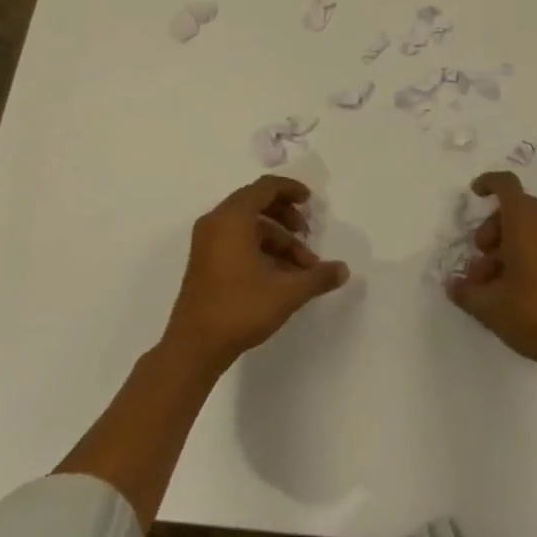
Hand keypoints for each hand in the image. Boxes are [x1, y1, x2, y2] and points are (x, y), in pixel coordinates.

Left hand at [163, 175, 350, 370]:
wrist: (193, 348)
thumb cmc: (239, 309)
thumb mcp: (285, 293)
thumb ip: (317, 277)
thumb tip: (344, 270)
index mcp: (232, 218)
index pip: (265, 187)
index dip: (290, 189)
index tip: (310, 201)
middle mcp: (216, 222)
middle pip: (256, 203)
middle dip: (286, 216)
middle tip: (307, 234)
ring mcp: (207, 242)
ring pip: (248, 226)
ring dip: (277, 238)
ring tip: (300, 265)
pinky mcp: (204, 261)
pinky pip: (236, 240)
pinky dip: (260, 248)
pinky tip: (280, 274)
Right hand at [448, 170, 536, 378]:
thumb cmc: (535, 314)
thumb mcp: (490, 306)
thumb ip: (466, 292)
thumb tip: (452, 285)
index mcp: (525, 219)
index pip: (506, 184)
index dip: (488, 183)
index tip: (474, 195)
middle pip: (514, 208)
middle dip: (491, 230)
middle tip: (479, 262)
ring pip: (530, 227)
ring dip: (507, 245)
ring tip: (493, 283)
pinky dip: (527, 252)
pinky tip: (516, 289)